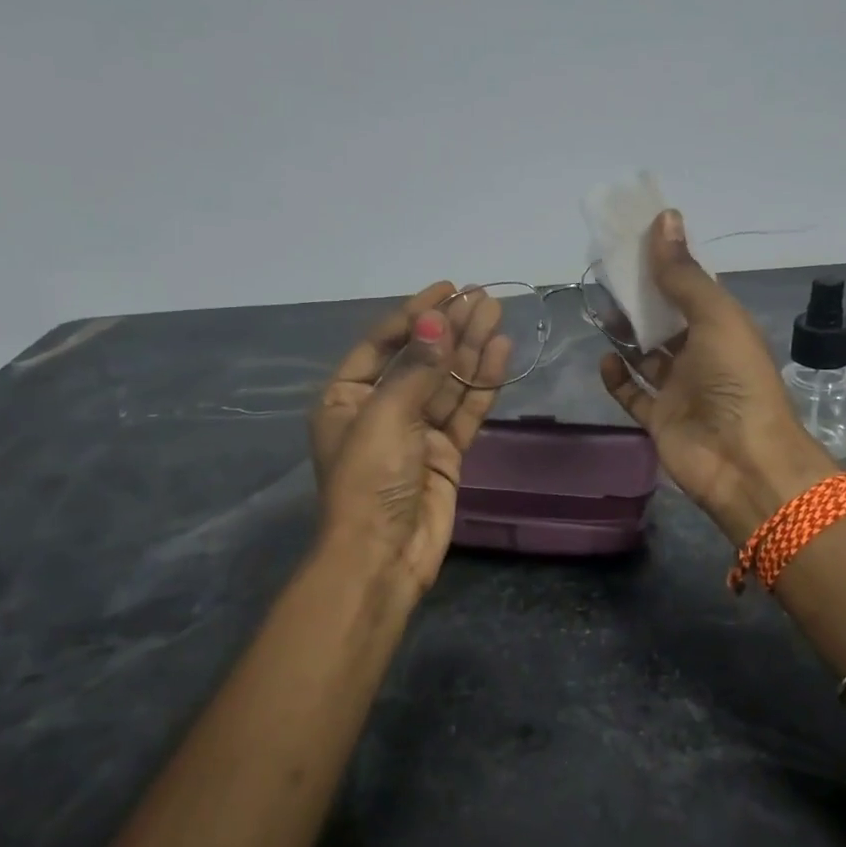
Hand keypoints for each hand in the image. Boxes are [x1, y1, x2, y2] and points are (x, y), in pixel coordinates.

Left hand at [310, 282, 511, 606]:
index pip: (381, 344)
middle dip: (449, 327)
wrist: (383, 557)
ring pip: (447, 382)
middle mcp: (380, 410)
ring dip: (470, 348)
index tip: (446, 288)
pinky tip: (499, 352)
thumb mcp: (385, 417)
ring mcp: (415, 432)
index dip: (414, 314)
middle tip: (481, 296)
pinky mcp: (445, 454)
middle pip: (420, 358)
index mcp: (346, 398)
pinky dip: (482, 383)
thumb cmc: (369, 480)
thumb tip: (435, 321)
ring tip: (496, 313)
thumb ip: (416, 368)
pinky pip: (465, 410)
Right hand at [599, 211, 835, 540]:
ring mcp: (679, 389)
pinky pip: (633, 394)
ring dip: (625, 334)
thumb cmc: (736, 379)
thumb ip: (684, 274)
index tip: (633, 241)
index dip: (665, 264)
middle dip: (639, 298)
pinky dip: (617, 377)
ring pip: (645, 355)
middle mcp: (701, 355)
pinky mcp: (659, 419)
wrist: (743, 460)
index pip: (690, 288)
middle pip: (664, 320)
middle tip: (606, 274)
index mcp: (722, 327)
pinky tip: (604, 358)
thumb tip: (664, 217)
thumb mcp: (715, 316)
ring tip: (600, 309)